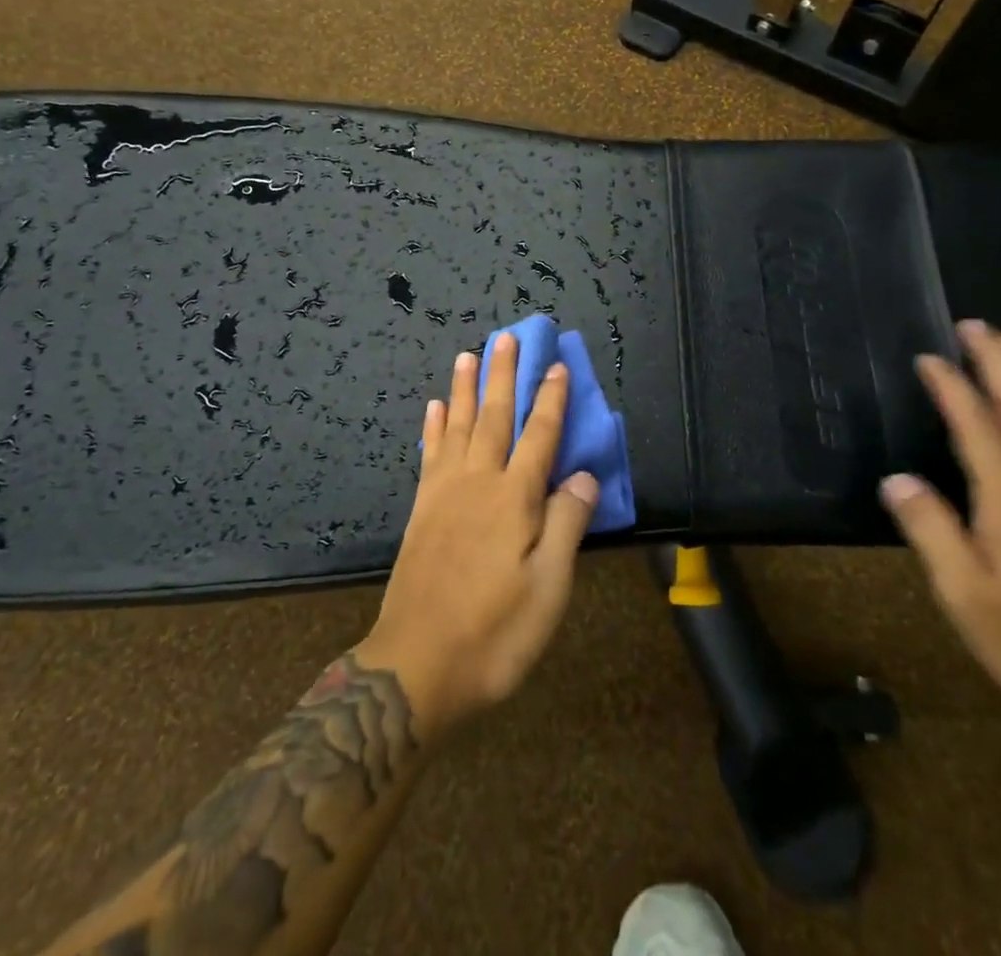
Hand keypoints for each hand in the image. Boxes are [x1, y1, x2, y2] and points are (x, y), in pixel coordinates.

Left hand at [355, 334, 598, 740]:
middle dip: (503, 375)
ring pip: (456, 426)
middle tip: (506, 337)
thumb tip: (583, 474)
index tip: (557, 365)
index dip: (550, 400)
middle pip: (493, 417)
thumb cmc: (495, 632)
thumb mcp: (548, 588)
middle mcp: (478, 482)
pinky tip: (433, 408)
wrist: (417, 665)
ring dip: (464, 388)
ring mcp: (444, 493)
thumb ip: (566, 524)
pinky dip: (432, 427)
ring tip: (467, 354)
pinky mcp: (421, 510)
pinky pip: (429, 454)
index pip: (539, 436)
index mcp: (514, 498)